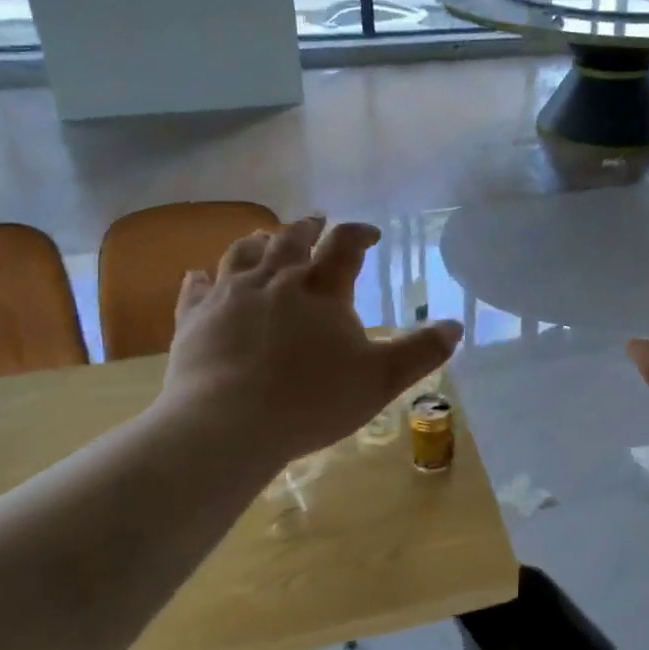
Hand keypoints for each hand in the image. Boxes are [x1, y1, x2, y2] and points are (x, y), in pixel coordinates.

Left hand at [157, 216, 462, 468]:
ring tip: (267, 238)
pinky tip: (200, 275)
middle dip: (307, 227)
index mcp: (320, 289)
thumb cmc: (311, 400)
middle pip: (290, 239)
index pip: (344, 244)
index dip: (359, 233)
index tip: (370, 234)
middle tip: (316, 223)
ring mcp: (229, 296)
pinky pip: (196, 288)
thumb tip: (455, 326)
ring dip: (259, 242)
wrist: (226, 426)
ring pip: (243, 253)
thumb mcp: (381, 379)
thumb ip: (421, 352)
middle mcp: (274, 280)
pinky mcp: (193, 319)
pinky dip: (202, 278)